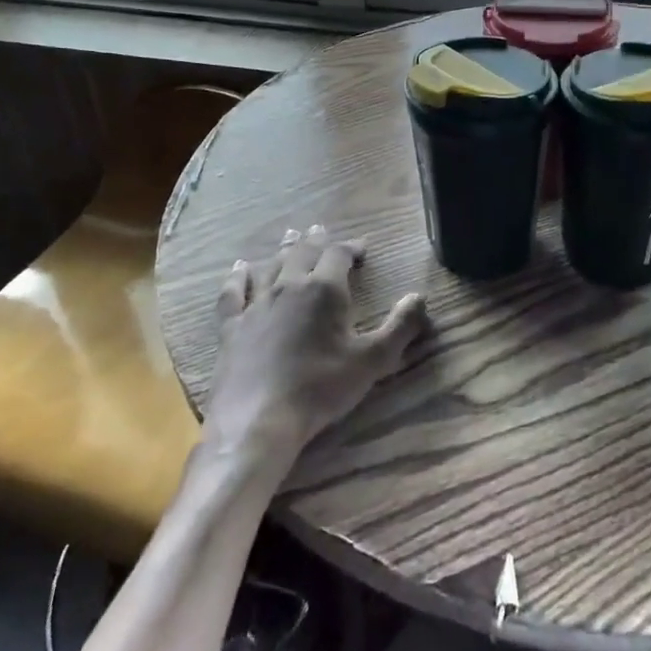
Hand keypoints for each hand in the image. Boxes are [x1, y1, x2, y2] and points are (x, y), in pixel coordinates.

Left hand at [201, 226, 427, 467]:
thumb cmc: (321, 388)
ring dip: (283, 250)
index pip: (339, 254)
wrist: (258, 419)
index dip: (351, 247)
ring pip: (271, 266)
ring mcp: (256, 305)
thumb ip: (400, 327)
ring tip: (290, 237)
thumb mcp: (372, 361)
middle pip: (302, 252)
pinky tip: (239, 269)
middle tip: (320, 230)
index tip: (362, 248)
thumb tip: (419, 297)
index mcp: (324, 290)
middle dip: (315, 240)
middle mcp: (288, 287)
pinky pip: (233, 293)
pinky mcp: (231, 327)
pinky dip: (238, 277)